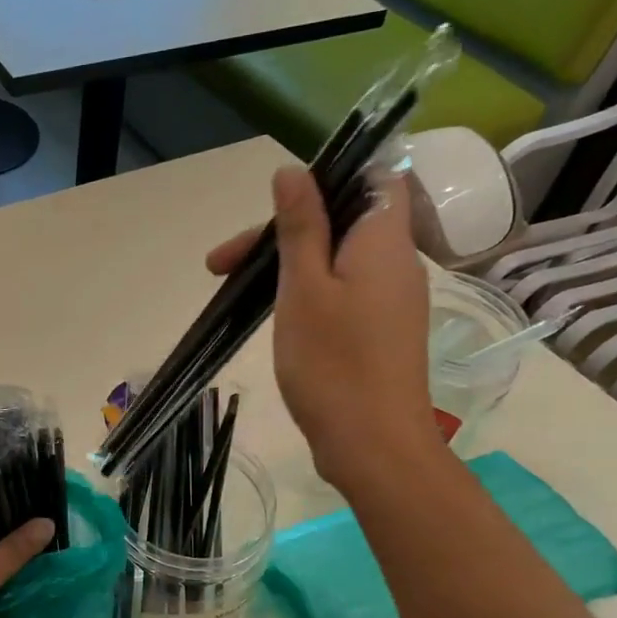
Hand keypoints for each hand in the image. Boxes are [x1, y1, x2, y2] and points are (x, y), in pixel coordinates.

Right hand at [207, 166, 440, 492]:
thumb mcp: (304, 288)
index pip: (374, 178)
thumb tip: (293, 171)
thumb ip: (300, 226)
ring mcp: (390, 301)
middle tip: (220, 265)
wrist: (373, 446)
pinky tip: (273, 315)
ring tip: (235, 291)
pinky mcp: (380, 332)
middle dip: (280, 233)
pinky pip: (343, 292)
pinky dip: (306, 292)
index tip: (277, 205)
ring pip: (337, 260)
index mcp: (383, 240)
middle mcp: (396, 263)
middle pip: (340, 222)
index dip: (328, 179)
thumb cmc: (333, 363)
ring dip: (287, 265)